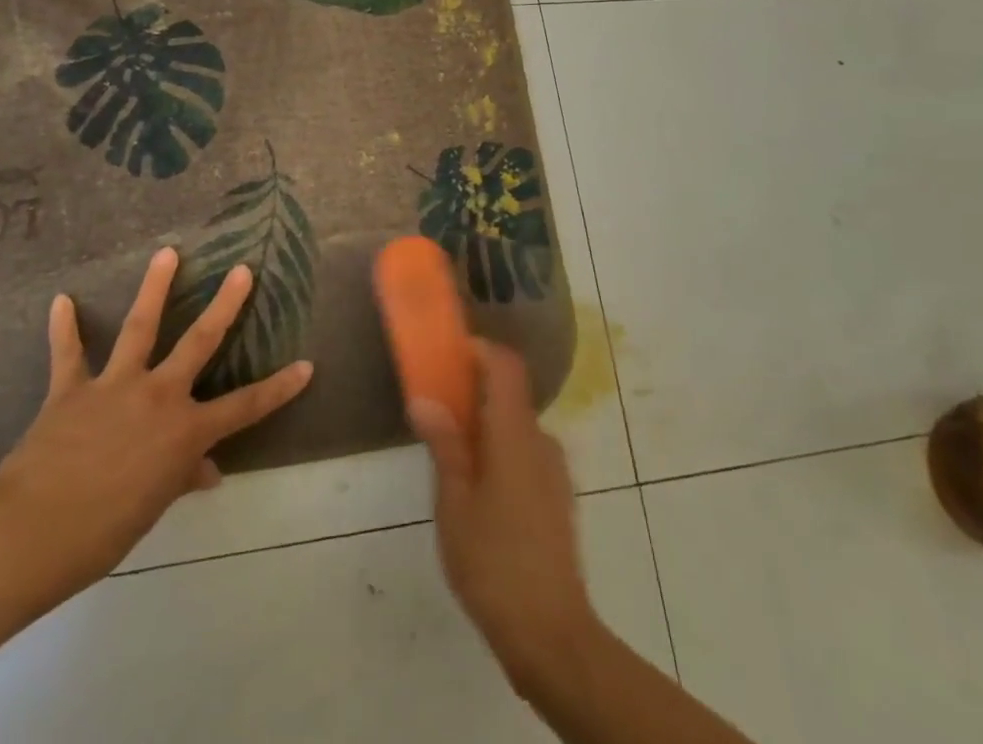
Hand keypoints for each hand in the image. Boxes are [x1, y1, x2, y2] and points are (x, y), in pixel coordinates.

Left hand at [0, 246, 312, 610]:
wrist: (32, 534)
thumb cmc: (102, 533)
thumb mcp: (152, 508)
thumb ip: (181, 479)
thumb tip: (208, 473)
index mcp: (184, 432)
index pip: (245, 407)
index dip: (279, 388)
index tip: (306, 365)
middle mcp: (158, 396)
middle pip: (200, 342)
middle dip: (225, 305)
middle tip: (242, 270)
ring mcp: (115, 386)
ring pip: (141, 326)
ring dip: (155, 287)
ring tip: (167, 253)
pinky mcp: (72, 389)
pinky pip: (68, 353)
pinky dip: (64, 327)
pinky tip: (61, 300)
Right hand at [410, 340, 598, 686]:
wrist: (551, 634)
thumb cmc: (494, 561)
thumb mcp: (455, 502)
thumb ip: (444, 444)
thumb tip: (424, 399)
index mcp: (515, 433)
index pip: (505, 365)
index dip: (479, 350)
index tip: (448, 355)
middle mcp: (540, 440)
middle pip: (509, 395)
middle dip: (472, 393)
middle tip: (436, 412)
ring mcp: (554, 470)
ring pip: (516, 428)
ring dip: (485, 428)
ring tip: (450, 460)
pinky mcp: (558, 498)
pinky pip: (526, 454)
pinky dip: (500, 453)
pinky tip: (478, 494)